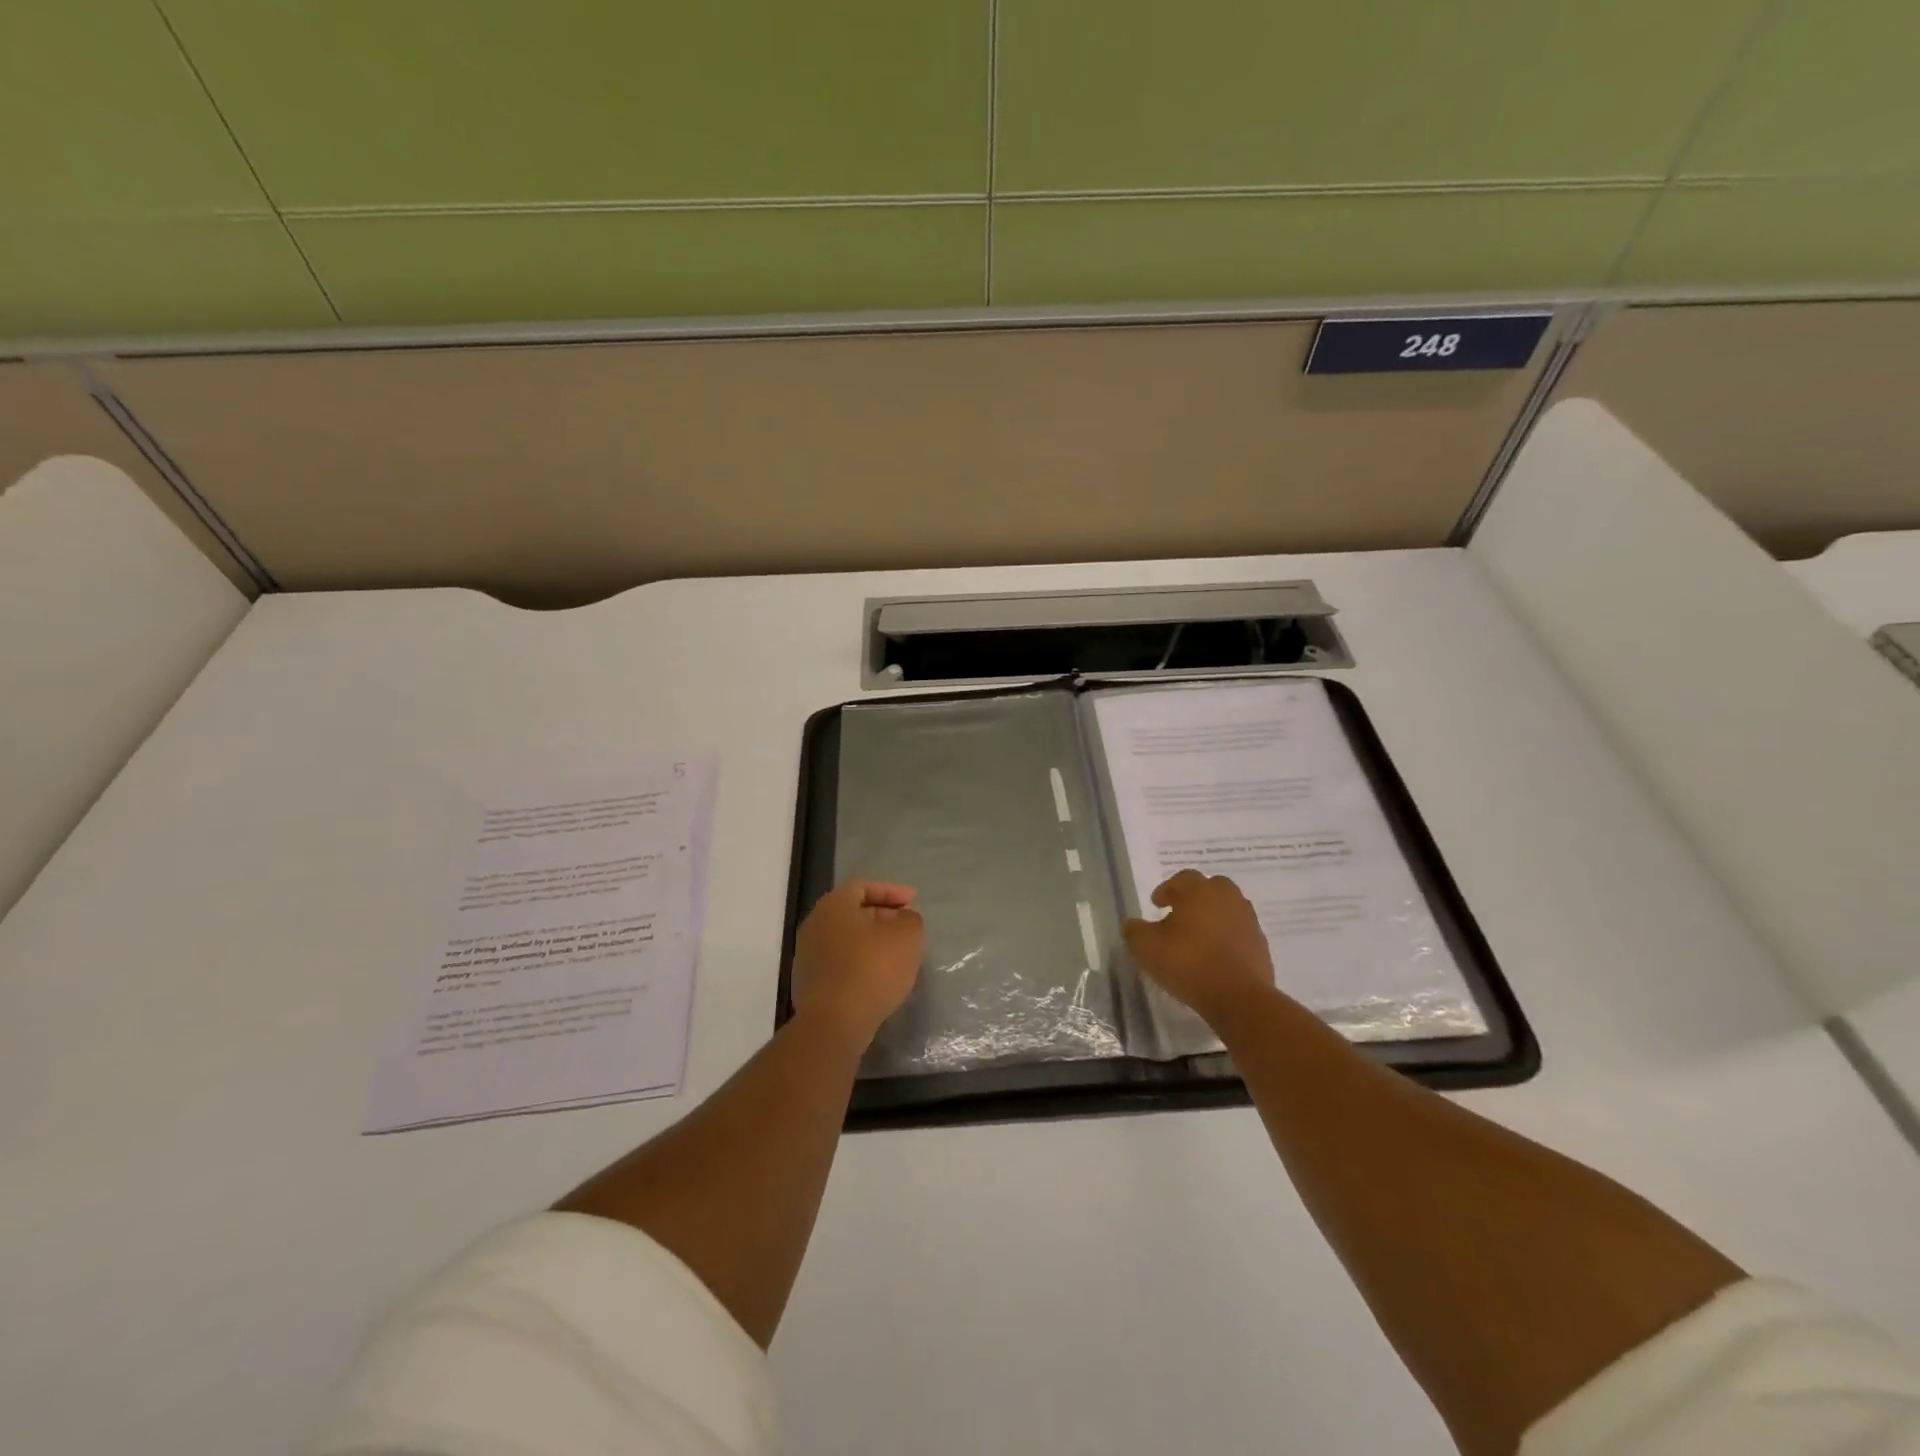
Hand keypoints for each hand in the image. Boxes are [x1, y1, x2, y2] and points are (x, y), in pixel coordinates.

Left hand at [791, 879, 923, 1042]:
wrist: (834, 1022)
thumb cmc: (872, 969)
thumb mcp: (907, 936)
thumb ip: (910, 919)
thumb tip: (902, 918)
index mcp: (834, 905)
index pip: (863, 886)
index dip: (892, 891)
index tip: (914, 902)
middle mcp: (814, 924)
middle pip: (852, 912)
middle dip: (882, 916)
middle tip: (906, 926)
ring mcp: (807, 955)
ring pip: (845, 939)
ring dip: (871, 942)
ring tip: (896, 954)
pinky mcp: (808, 983)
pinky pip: (839, 963)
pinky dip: (859, 963)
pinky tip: (878, 977)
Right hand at [1122, 870, 1275, 1025]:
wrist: (1239, 997)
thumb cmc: (1188, 964)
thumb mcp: (1146, 948)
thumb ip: (1134, 931)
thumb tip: (1133, 925)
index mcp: (1199, 891)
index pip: (1182, 878)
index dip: (1167, 889)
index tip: (1156, 905)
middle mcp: (1226, 898)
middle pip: (1211, 887)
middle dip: (1195, 897)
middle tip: (1180, 914)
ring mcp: (1247, 920)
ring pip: (1228, 908)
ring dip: (1213, 916)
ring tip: (1198, 936)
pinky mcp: (1261, 944)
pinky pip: (1239, 931)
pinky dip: (1227, 936)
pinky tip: (1216, 955)